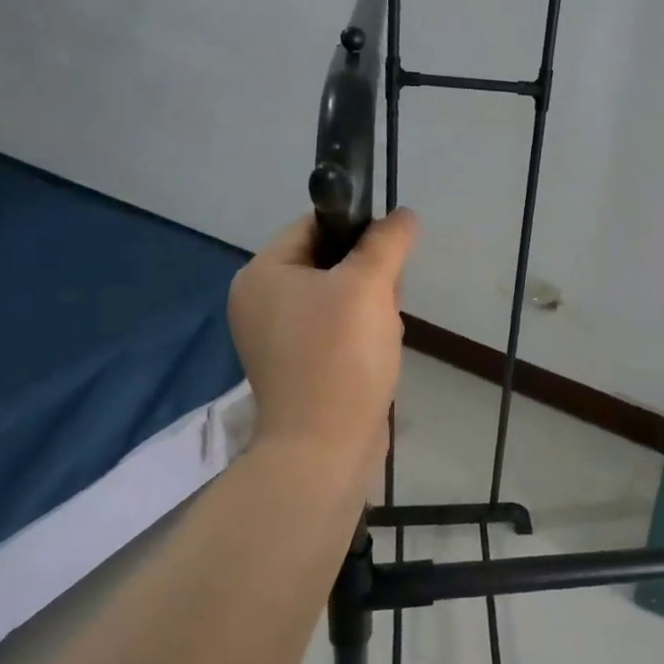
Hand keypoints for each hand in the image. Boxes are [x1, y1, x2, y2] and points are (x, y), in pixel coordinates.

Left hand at [228, 209, 418, 475]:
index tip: (388, 254)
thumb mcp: (369, 285)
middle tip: (384, 303)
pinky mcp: (297, 367)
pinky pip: (335, 331)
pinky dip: (361, 336)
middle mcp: (260, 303)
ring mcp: (276, 339)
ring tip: (382, 335)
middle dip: (368, 279)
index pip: (314, 226)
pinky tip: (376, 355)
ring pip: (339, 298)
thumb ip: (387, 241)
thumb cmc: (340, 356)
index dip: (358, 230)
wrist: (325, 448)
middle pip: (329, 263)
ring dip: (371, 308)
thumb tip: (403, 215)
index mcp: (262, 275)